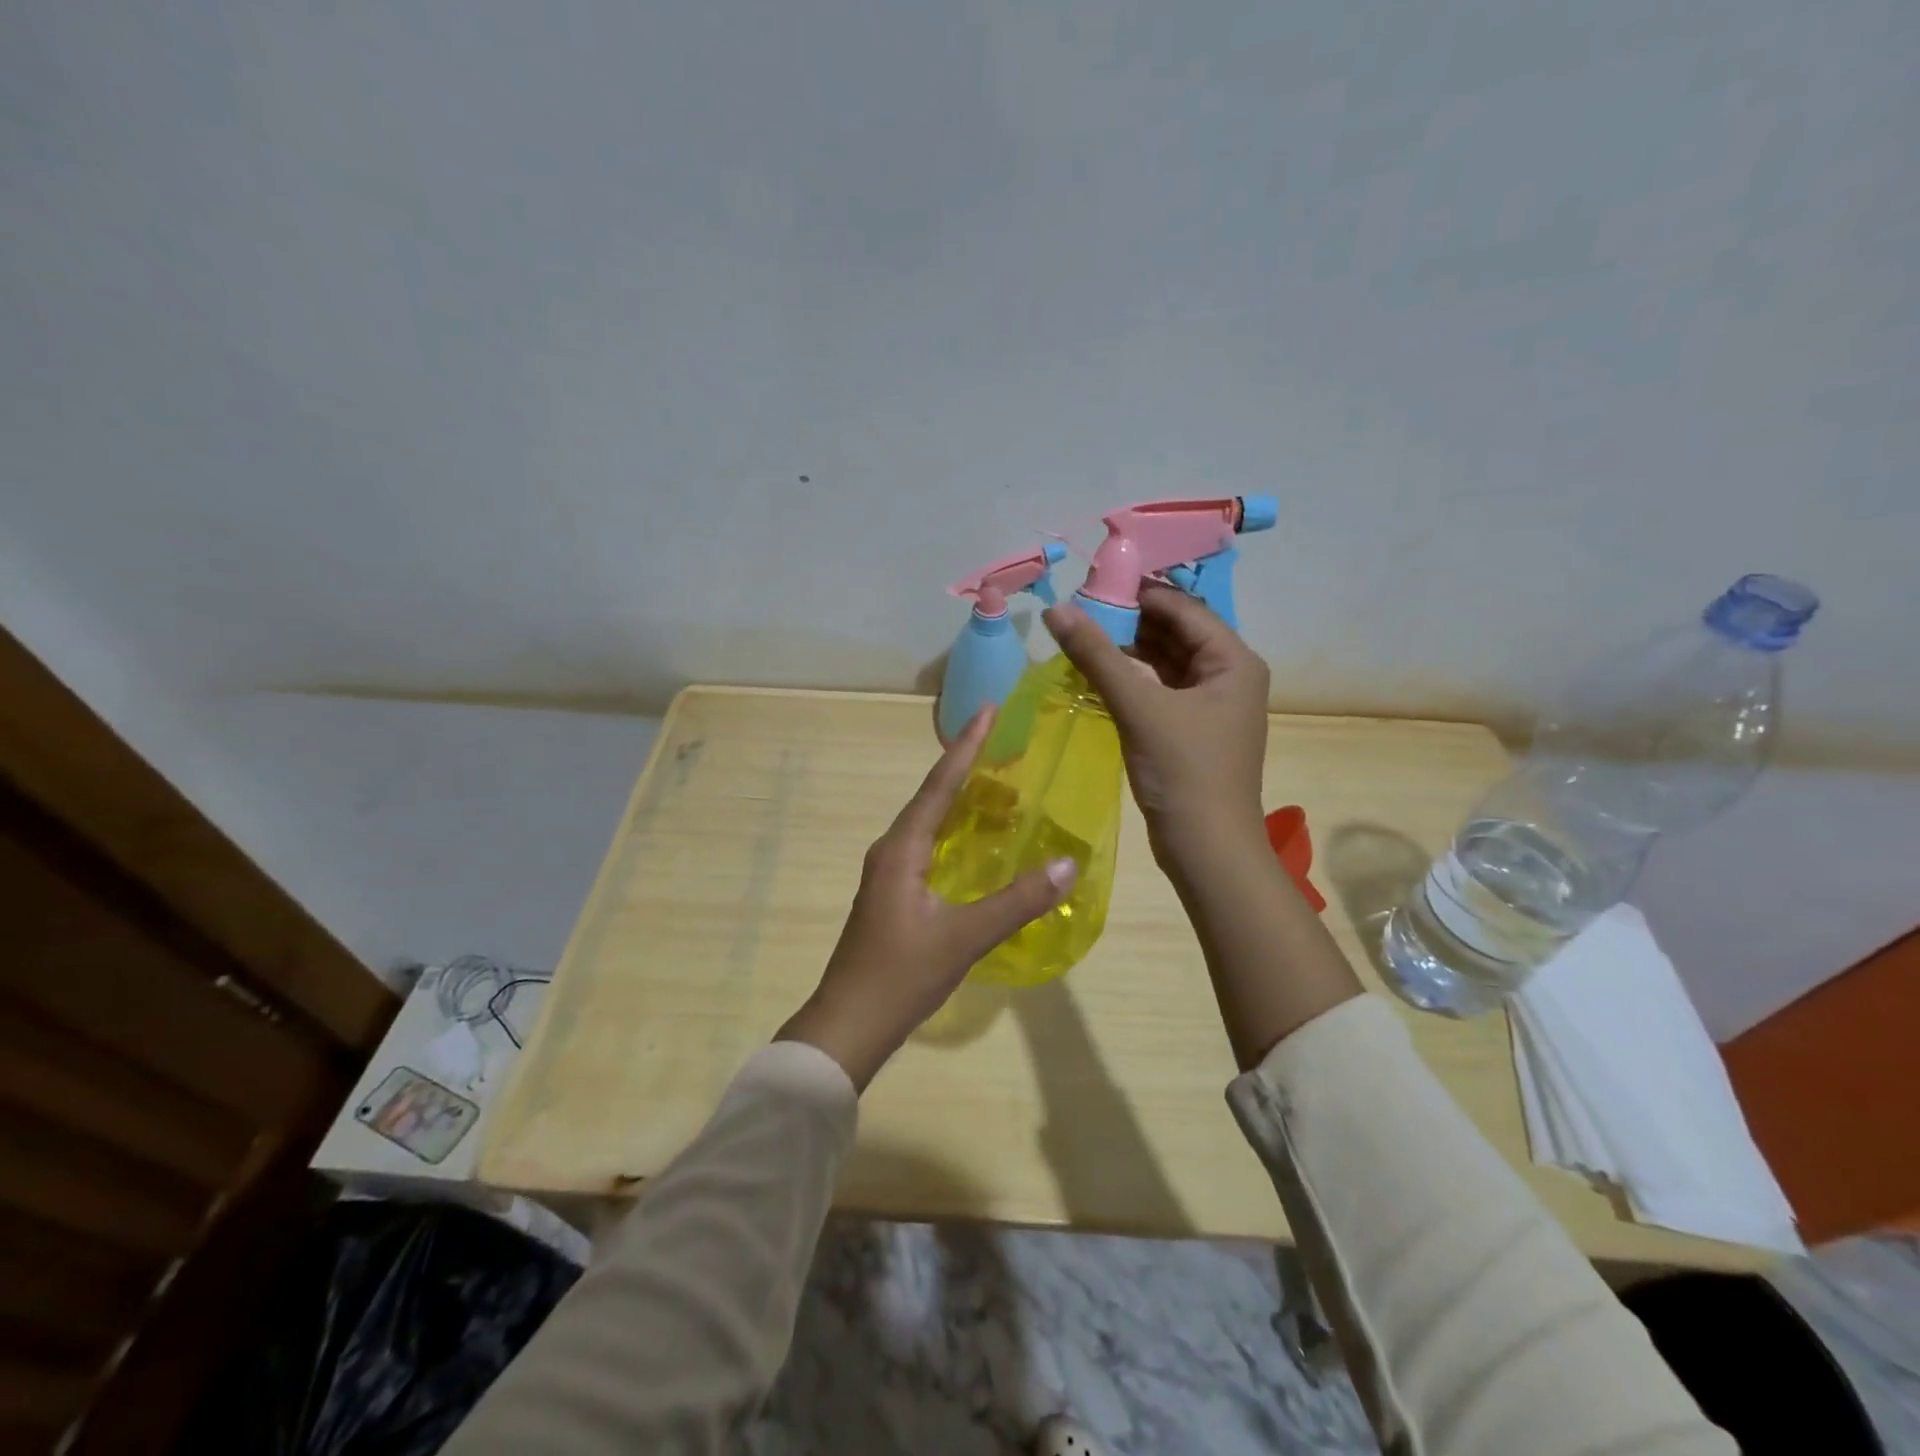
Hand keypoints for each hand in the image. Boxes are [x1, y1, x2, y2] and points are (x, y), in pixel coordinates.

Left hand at [775, 707, 1077, 1090]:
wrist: (848, 1026)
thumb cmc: (900, 976)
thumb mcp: (964, 937)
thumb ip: (1016, 901)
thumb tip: (1067, 865)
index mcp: (901, 849)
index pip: (939, 784)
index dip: (966, 746)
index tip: (988, 710)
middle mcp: (891, 851)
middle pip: (933, 797)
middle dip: (968, 769)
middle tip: (1007, 747)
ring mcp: (888, 874)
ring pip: (930, 824)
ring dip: (962, 803)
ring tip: (1002, 792)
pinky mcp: (893, 895)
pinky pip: (928, 847)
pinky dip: (956, 835)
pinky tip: (977, 846)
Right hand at [1043, 585, 1270, 874]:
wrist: (1207, 848)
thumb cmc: (1184, 771)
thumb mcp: (1139, 707)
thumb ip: (1097, 656)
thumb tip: (1056, 610)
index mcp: (1233, 661)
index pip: (1184, 609)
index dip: (1139, 593)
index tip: (1092, 585)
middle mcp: (1228, 676)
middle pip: (1175, 633)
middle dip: (1129, 622)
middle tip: (1079, 611)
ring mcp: (1210, 705)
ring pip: (1165, 663)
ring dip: (1127, 652)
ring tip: (1081, 639)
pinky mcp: (1191, 730)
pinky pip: (1160, 690)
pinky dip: (1131, 681)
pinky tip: (1097, 676)